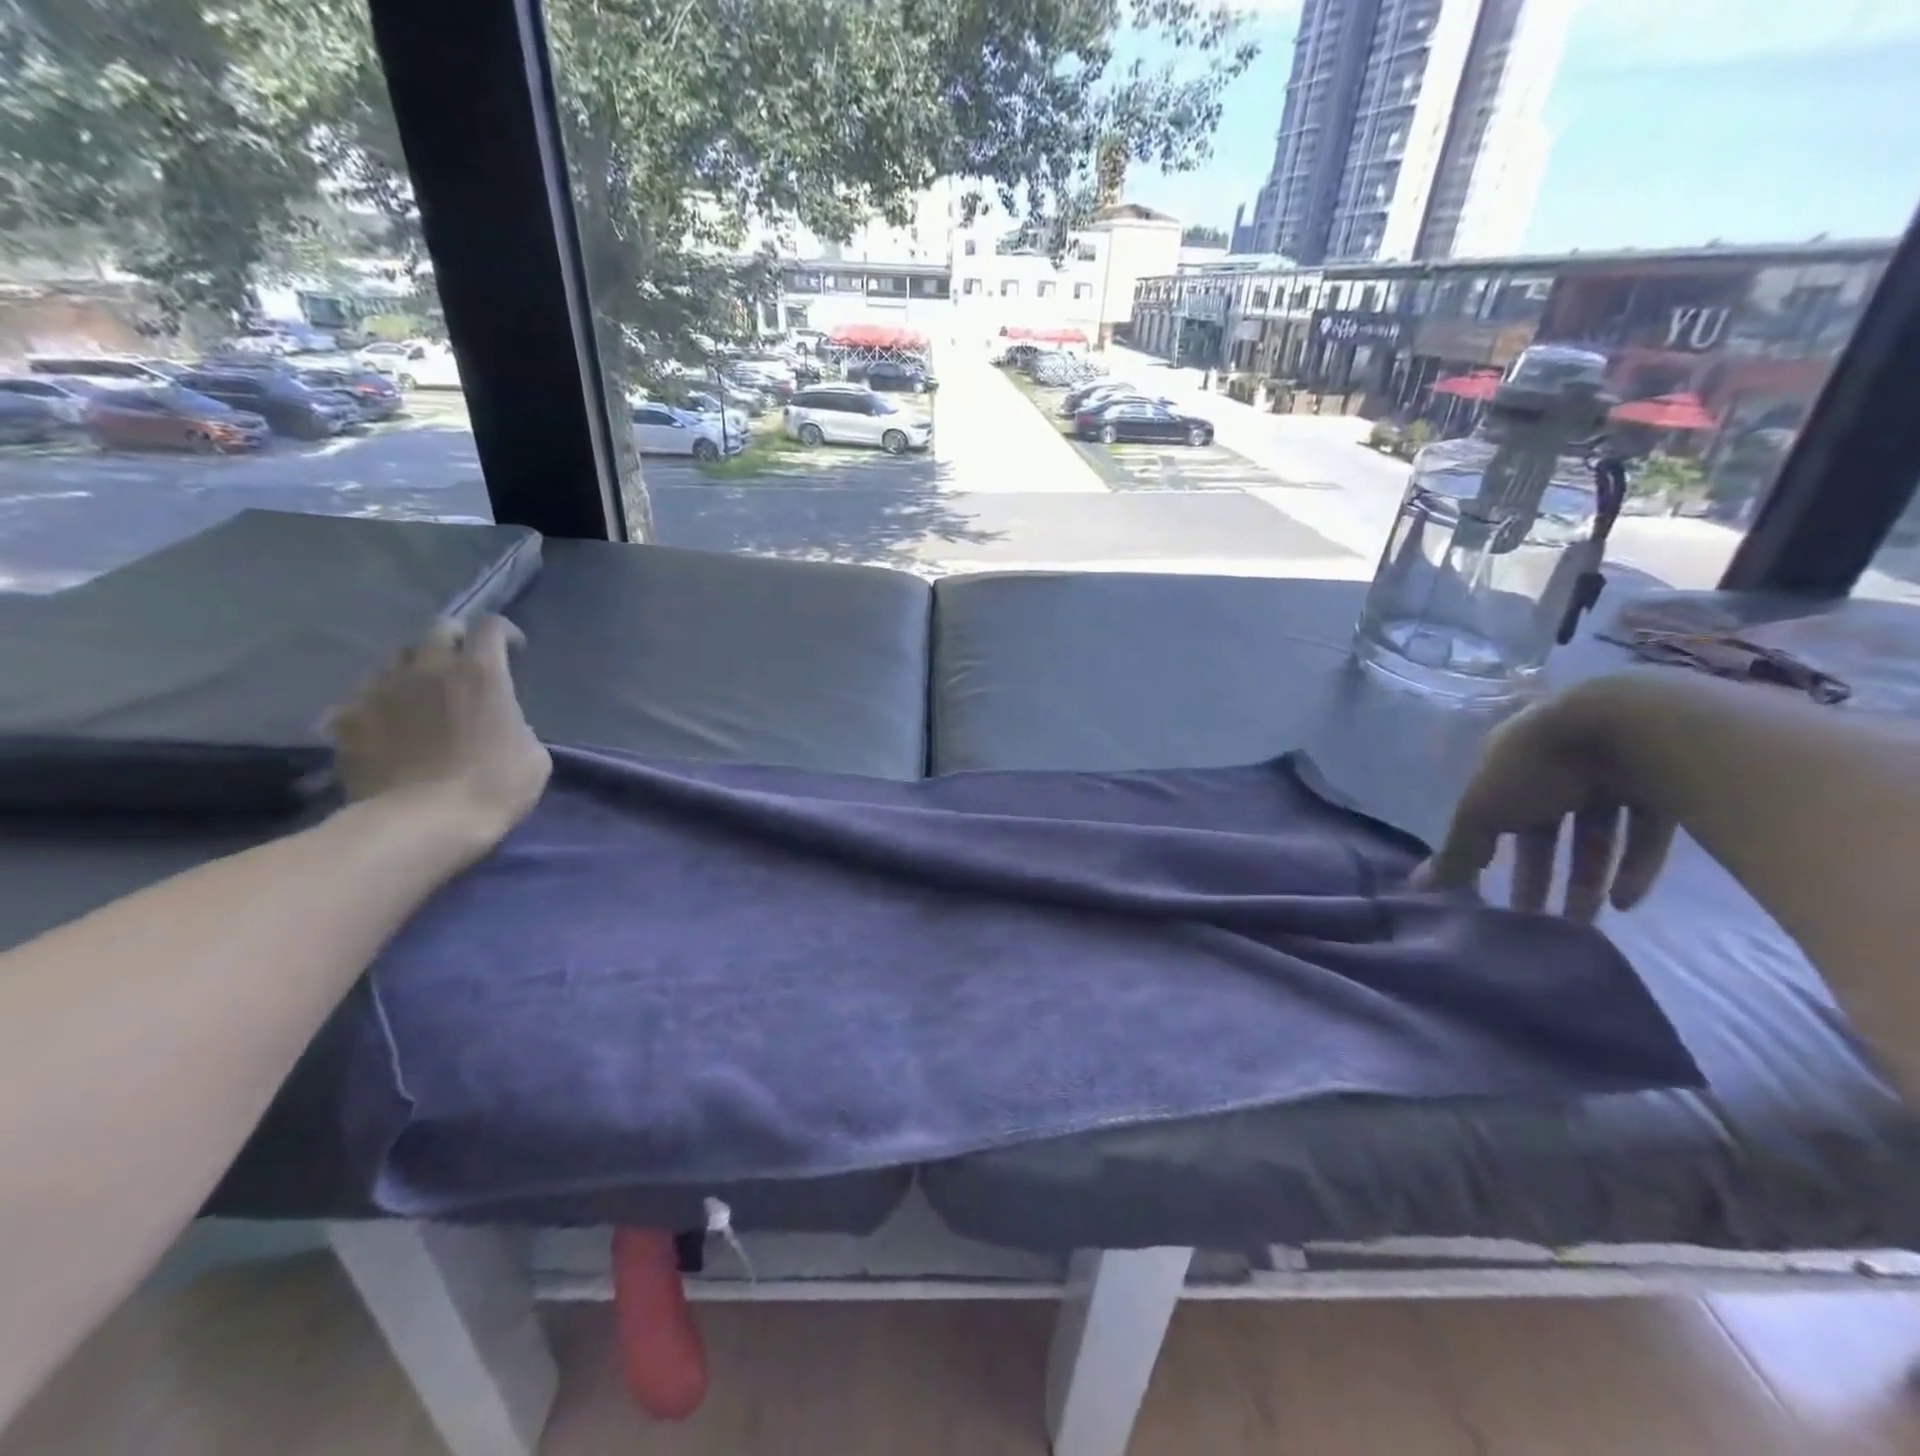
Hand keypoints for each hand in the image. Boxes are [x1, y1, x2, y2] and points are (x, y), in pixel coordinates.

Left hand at [327, 616, 550, 845]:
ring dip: (414, 669)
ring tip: (421, 694)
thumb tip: (502, 723)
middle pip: (439, 630)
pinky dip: (378, 704)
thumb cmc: (494, 788)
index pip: (491, 627)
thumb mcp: (534, 756)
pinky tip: (386, 727)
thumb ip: (518, 725)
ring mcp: (382, 690)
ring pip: (396, 659)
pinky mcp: (348, 718)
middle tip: (464, 667)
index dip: (504, 633)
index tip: (513, 650)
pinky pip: (362, 697)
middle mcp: (429, 668)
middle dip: (455, 641)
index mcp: (481, 673)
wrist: (421, 824)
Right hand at [1414, 684, 1675, 922]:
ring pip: (1596, 833)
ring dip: (1587, 878)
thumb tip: (1416, 885)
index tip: (1491, 890)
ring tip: (1582, 924)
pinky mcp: (1664, 786)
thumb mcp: (1481, 810)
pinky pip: (1646, 833)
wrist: (1630, 728)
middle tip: (1536, 918)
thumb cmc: (1537, 766)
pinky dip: (1636, 868)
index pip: (1495, 812)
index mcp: (1509, 762)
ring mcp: (1613, 773)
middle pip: (1546, 828)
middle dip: (1540, 873)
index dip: (1492, 851)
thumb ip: (1456, 849)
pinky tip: (1625, 903)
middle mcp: (1557, 765)